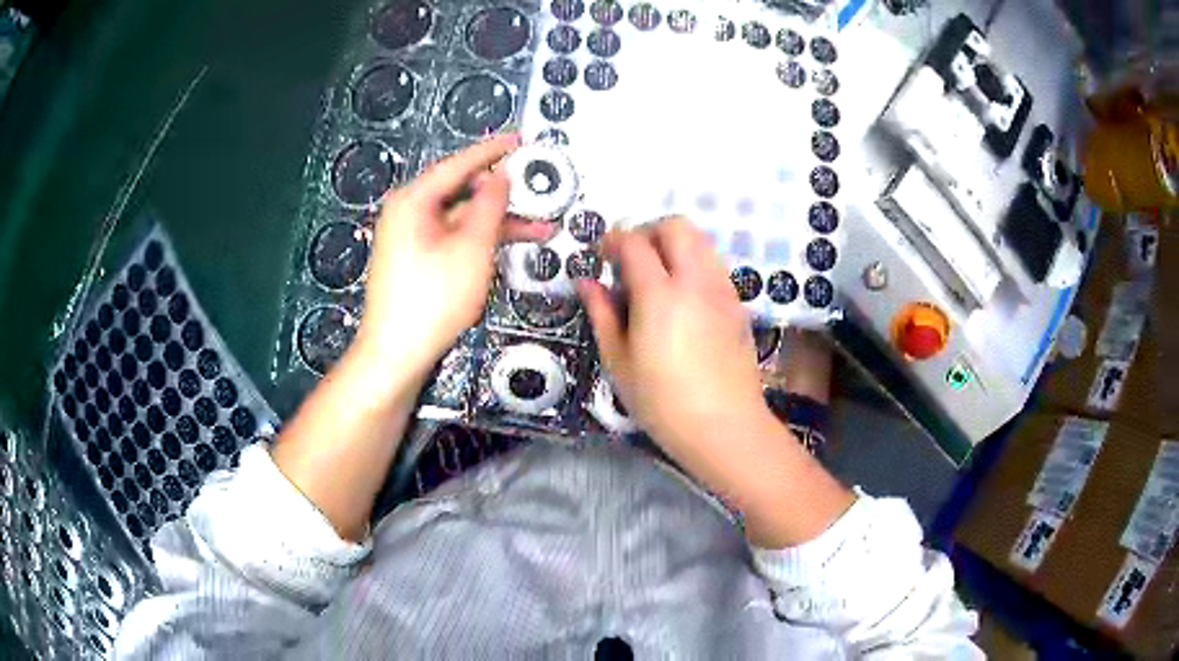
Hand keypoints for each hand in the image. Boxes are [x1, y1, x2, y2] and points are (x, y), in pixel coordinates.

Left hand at [354, 135, 552, 383]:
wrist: (396, 353)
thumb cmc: (433, 298)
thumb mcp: (471, 247)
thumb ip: (490, 205)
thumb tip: (501, 175)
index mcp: (413, 200)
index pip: (458, 164)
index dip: (492, 150)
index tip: (520, 139)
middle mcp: (408, 213)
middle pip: (461, 192)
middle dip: (504, 195)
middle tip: (539, 190)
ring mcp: (411, 239)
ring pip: (462, 219)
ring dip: (499, 223)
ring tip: (543, 228)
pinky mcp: (417, 261)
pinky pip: (453, 239)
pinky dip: (481, 241)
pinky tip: (512, 247)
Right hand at [577, 218, 766, 457]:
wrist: (725, 427)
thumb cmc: (663, 403)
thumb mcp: (619, 362)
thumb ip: (602, 314)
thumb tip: (586, 282)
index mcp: (660, 295)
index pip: (634, 243)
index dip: (613, 240)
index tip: (601, 254)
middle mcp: (695, 281)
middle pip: (676, 226)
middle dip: (648, 231)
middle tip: (631, 259)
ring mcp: (722, 290)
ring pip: (701, 241)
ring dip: (675, 244)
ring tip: (657, 276)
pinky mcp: (738, 305)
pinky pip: (715, 265)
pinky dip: (695, 263)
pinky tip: (683, 298)